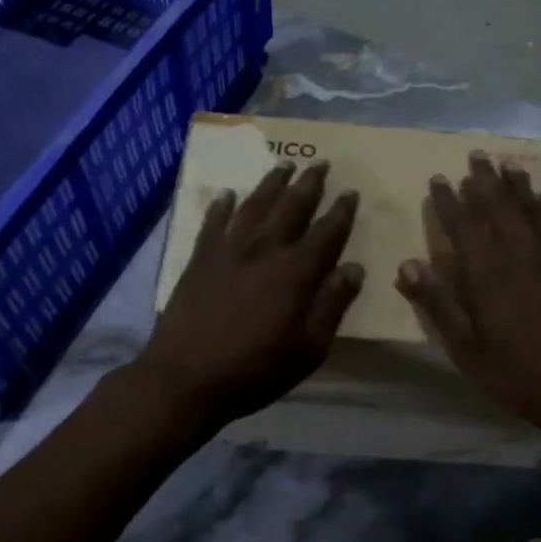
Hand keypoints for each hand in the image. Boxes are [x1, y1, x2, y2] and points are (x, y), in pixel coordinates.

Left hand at [137, 161, 362, 428]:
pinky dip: (221, 206)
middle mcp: (265, 250)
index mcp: (296, 272)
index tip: (350, 192)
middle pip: (291, 207)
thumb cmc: (255, 369)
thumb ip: (333, 304)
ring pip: (255, 205)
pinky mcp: (199, 258)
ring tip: (284, 164)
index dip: (341, 211)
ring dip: (272, 183)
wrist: (185, 378)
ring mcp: (228, 250)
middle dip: (309, 183)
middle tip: (321, 163)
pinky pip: (213, 222)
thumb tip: (355, 268)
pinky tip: (227, 194)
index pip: (326, 232)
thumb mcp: (309, 348)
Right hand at [396, 153, 540, 461]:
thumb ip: (437, 304)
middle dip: (484, 179)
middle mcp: (519, 253)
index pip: (463, 224)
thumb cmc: (517, 373)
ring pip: (531, 208)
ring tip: (506, 165)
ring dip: (516, 184)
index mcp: (487, 273)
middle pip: (498, 205)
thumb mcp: (465, 349)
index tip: (439, 179)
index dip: (449, 200)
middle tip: (475, 155)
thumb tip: (406, 265)